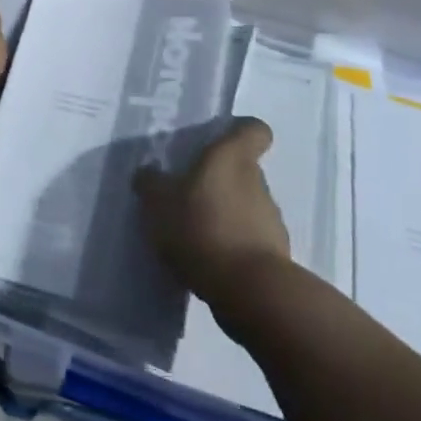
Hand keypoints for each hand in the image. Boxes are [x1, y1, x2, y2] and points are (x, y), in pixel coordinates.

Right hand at [134, 118, 290, 307]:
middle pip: (241, 169)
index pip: (253, 129)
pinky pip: (247, 240)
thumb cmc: (202, 227)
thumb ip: (150, 183)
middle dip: (217, 180)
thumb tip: (148, 172)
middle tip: (185, 193)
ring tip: (191, 233)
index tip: (219, 140)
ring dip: (223, 214)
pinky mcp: (273, 255)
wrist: (250, 291)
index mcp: (231, 156)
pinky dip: (230, 246)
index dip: (240, 131)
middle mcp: (257, 181)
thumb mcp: (158, 202)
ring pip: (244, 205)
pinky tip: (205, 261)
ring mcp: (270, 219)